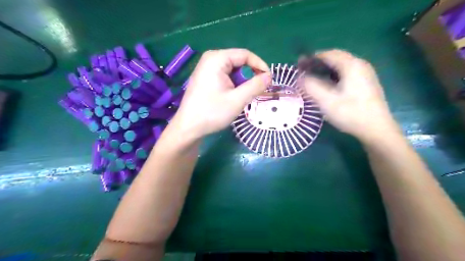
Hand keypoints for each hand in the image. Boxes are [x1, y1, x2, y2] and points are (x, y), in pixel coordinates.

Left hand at [170, 49, 272, 140]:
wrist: (188, 128)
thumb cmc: (212, 112)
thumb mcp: (237, 100)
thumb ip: (255, 86)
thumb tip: (269, 76)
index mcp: (217, 58)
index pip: (245, 55)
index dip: (260, 66)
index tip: (269, 80)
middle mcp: (211, 59)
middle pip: (239, 62)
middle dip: (250, 75)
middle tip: (256, 91)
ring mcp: (206, 69)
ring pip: (233, 70)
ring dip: (242, 82)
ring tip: (243, 97)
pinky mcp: (205, 78)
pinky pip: (225, 76)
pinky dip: (233, 85)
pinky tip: (233, 97)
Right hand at [302, 49, 399, 141]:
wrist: (376, 129)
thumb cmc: (350, 113)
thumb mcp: (326, 101)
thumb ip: (310, 86)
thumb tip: (299, 77)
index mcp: (351, 65)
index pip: (328, 54)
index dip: (312, 57)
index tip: (299, 64)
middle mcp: (360, 65)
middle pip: (336, 57)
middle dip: (318, 62)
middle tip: (305, 71)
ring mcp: (365, 74)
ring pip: (341, 65)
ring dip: (326, 69)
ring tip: (313, 77)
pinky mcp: (366, 83)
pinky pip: (347, 73)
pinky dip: (334, 75)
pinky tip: (328, 85)